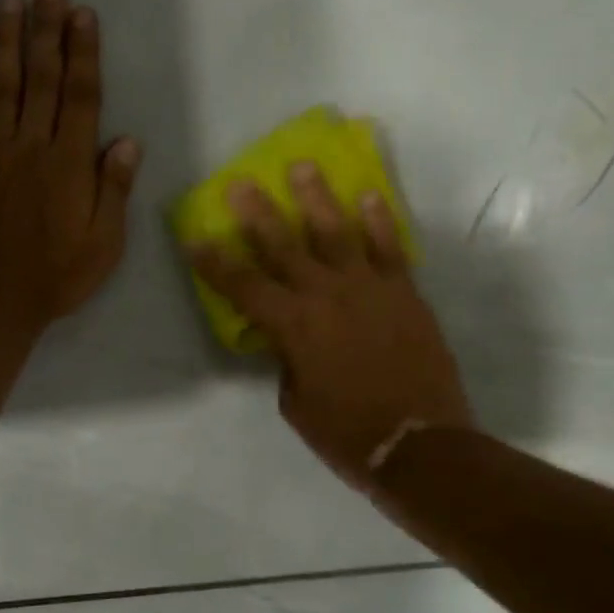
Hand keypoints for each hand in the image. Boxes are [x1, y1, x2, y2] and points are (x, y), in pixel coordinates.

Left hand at [0, 0, 141, 330]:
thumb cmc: (57, 275)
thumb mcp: (104, 243)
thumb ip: (114, 189)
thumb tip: (127, 141)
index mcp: (70, 163)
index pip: (81, 96)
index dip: (83, 53)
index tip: (83, 14)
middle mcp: (32, 145)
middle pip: (42, 79)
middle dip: (46, 30)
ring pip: (1, 87)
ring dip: (6, 42)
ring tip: (10, 1)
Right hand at [190, 163, 470, 489]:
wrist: (419, 445)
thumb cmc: (346, 433)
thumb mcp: (296, 402)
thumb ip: (287, 360)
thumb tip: (290, 339)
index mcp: (293, 326)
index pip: (242, 286)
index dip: (214, 263)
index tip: (194, 239)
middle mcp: (326, 296)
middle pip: (284, 245)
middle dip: (257, 213)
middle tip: (241, 183)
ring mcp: (369, 289)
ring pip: (337, 233)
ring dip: (317, 198)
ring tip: (304, 168)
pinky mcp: (405, 293)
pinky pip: (389, 248)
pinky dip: (379, 221)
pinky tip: (368, 196)